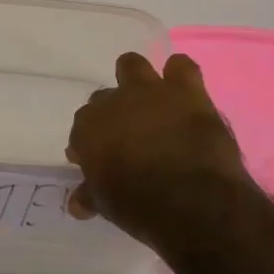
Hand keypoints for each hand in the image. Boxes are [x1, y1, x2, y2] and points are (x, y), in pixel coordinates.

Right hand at [66, 51, 255, 250]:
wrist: (196, 203)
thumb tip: (77, 203)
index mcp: (88, 128)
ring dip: (137, 81)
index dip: (91, 145)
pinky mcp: (187, 92)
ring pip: (132, 65)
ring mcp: (150, 92)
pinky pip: (181, 66)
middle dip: (113, 114)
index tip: (100, 161)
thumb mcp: (106, 206)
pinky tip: (183, 93)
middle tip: (128, 138)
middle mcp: (113, 102)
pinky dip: (180, 76)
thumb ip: (90, 195)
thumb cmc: (141, 208)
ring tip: (150, 104)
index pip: (82, 129)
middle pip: (103, 98)